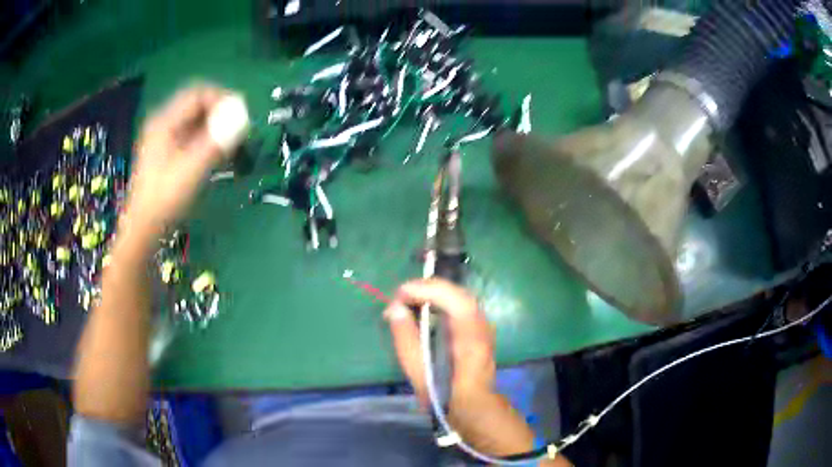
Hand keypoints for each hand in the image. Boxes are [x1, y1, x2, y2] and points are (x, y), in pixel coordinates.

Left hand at [125, 85, 232, 235]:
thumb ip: (216, 141)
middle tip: (240, 131)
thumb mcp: (191, 170)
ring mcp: (164, 139)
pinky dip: (208, 140)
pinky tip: (218, 155)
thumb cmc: (164, 200)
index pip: (198, 94)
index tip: (242, 117)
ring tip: (233, 145)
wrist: (143, 230)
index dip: (223, 100)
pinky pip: (192, 136)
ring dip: (217, 127)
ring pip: (196, 121)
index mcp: (165, 122)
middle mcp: (164, 124)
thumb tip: (243, 118)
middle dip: (222, 114)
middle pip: (198, 105)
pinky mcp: (167, 154)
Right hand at [384, 278, 495, 402]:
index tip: (400, 294)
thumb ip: (406, 339)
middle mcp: (482, 326)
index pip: (455, 300)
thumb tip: (394, 308)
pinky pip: (459, 305)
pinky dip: (439, 301)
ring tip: (408, 299)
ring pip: (458, 297)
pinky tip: (423, 308)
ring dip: (433, 293)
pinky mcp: (478, 329)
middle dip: (427, 288)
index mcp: (471, 338)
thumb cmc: (446, 395)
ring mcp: (483, 326)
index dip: (427, 290)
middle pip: (457, 293)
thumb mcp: (420, 373)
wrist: (474, 408)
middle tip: (400, 295)